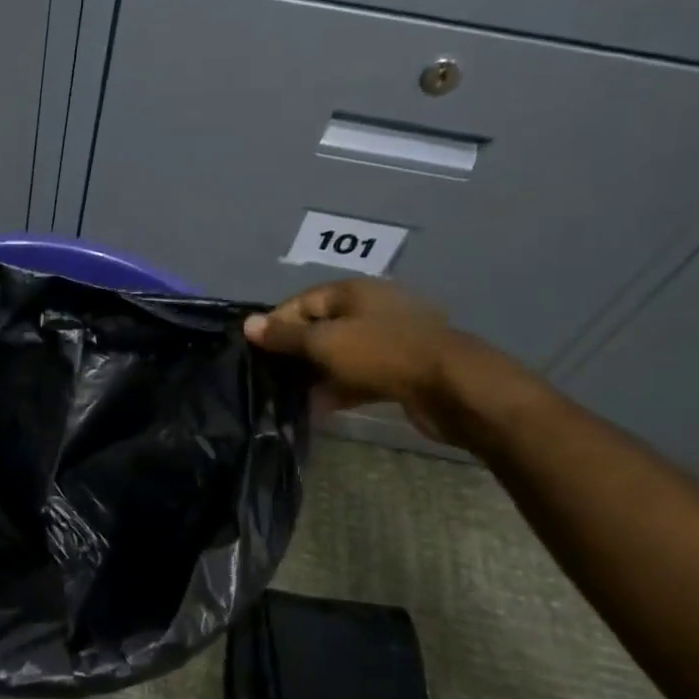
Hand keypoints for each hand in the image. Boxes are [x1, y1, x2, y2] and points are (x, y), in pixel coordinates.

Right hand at [243, 279, 490, 441]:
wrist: (450, 387)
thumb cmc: (381, 353)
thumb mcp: (325, 342)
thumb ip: (285, 336)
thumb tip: (248, 324)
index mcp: (354, 292)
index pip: (302, 301)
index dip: (276, 323)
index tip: (256, 350)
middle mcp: (371, 309)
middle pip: (321, 327)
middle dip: (295, 350)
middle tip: (270, 374)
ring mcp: (388, 340)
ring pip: (340, 354)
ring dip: (316, 372)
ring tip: (289, 394)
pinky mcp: (399, 369)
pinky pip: (359, 375)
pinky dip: (339, 387)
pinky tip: (319, 407)